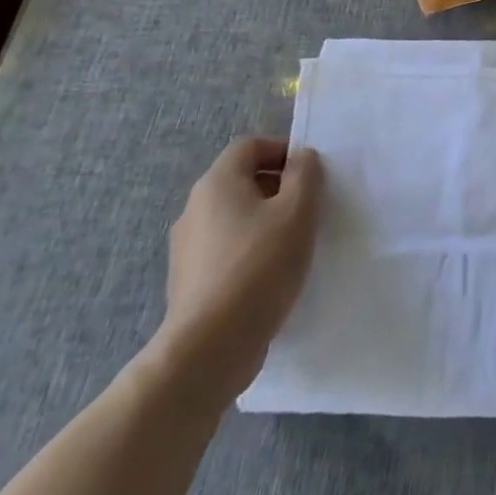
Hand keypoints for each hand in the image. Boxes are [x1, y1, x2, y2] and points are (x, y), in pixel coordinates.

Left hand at [154, 138, 325, 399]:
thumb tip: (301, 158)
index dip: (282, 151)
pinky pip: (224, 249)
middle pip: (241, 180)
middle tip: (307, 208)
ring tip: (292, 244)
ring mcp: (186, 247)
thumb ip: (305, 174)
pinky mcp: (187, 281)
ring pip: (233, 216)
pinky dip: (248, 251)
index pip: (250, 146)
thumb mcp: (298, 210)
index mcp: (217, 183)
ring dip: (264, 221)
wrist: (209, 348)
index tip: (309, 175)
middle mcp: (194, 208)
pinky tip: (270, 275)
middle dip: (277, 187)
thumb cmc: (260, 266)